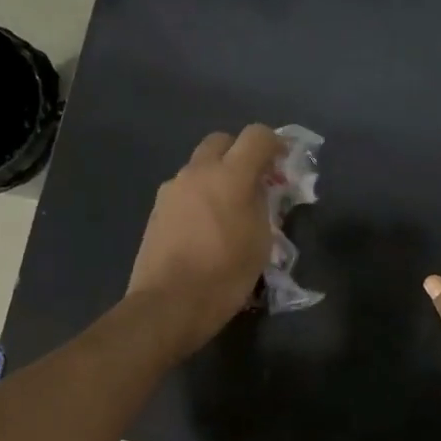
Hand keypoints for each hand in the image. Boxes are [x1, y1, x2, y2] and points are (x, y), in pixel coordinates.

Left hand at [126, 124, 282, 354]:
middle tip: (255, 182)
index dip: (275, 143)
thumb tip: (260, 190)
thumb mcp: (261, 242)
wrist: (169, 304)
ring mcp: (172, 189)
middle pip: (222, 141)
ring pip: (200, 166)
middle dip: (241, 153)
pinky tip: (206, 227)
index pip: (257, 136)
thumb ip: (263, 205)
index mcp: (229, 176)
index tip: (283, 163)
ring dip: (218, 176)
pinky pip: (185, 189)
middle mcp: (197, 172)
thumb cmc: (225, 275)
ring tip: (230, 209)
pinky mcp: (157, 209)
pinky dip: (200, 195)